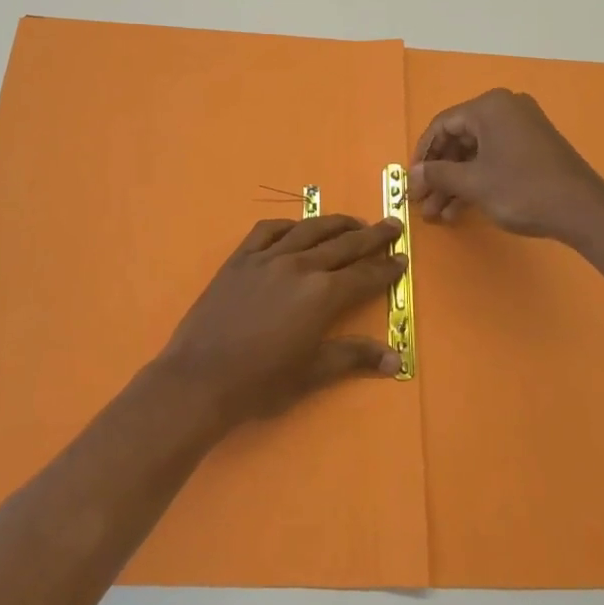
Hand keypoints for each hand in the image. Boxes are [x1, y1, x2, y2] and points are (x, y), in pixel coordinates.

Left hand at [157, 215, 405, 426]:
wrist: (201, 377)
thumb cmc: (261, 382)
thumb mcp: (312, 372)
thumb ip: (354, 357)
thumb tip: (396, 359)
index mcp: (322, 295)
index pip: (364, 275)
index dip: (386, 268)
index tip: (402, 259)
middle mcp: (299, 266)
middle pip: (344, 244)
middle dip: (372, 236)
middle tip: (392, 225)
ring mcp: (267, 257)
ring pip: (309, 230)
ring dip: (336, 223)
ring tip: (354, 222)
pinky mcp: (240, 258)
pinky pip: (267, 230)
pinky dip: (288, 225)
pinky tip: (296, 227)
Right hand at [409, 89, 603, 239]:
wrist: (583, 210)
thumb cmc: (522, 189)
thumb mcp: (474, 184)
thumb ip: (439, 175)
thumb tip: (413, 175)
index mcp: (489, 106)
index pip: (442, 125)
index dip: (423, 155)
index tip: (412, 182)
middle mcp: (505, 108)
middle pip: (459, 139)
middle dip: (439, 174)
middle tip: (423, 202)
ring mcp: (522, 127)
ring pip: (476, 153)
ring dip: (455, 183)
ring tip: (438, 214)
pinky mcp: (533, 148)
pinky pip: (494, 158)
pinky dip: (477, 181)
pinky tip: (461, 209)